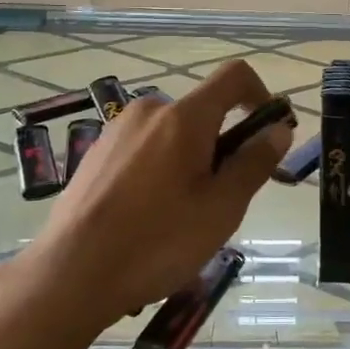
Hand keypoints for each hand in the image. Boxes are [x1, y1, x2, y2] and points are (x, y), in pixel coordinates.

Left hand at [16, 60, 291, 327]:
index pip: (234, 76)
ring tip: (183, 215)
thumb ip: (254, 163)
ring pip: (172, 134)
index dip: (261, 95)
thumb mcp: (222, 208)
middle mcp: (149, 111)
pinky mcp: (95, 154)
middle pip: (203, 112)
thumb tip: (277, 129)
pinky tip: (149, 216)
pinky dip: (160, 169)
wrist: (71, 273)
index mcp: (184, 116)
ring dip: (191, 160)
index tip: (267, 134)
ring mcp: (117, 130)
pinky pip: (144, 149)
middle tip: (222, 199)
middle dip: (223, 144)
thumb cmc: (158, 241)